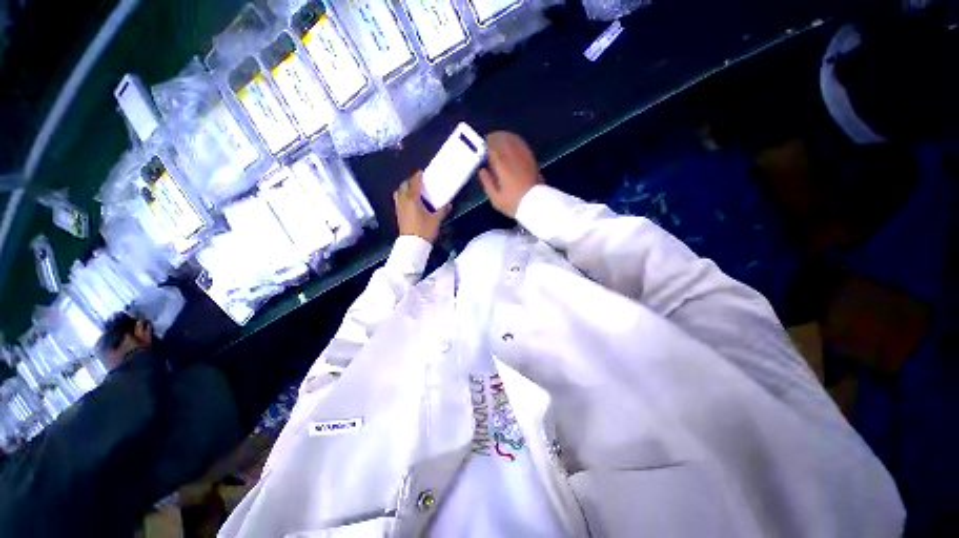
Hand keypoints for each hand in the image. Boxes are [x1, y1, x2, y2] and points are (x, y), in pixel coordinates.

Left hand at [394, 172, 449, 242]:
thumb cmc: (424, 230)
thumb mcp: (436, 220)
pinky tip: (410, 202)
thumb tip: (449, 204)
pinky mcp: (398, 214)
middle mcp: (403, 200)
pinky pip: (399, 200)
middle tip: (419, 182)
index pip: (414, 182)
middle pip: (404, 185)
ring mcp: (399, 207)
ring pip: (399, 192)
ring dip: (405, 189)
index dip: (418, 176)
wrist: (412, 245)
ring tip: (414, 191)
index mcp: (412, 199)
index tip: (422, 172)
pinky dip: (403, 197)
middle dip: (410, 181)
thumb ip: (442, 211)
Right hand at [479, 131, 543, 217]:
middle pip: (502, 139)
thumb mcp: (496, 198)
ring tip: (499, 140)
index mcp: (502, 166)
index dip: (485, 144)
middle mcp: (513, 157)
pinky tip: (513, 145)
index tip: (481, 145)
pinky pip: (522, 145)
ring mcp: (524, 157)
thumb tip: (482, 171)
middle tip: (488, 140)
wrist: (536, 205)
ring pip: (513, 139)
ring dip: (505, 137)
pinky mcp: (532, 159)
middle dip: (494, 138)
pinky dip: (515, 141)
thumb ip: (487, 183)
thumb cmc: (514, 203)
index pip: (491, 147)